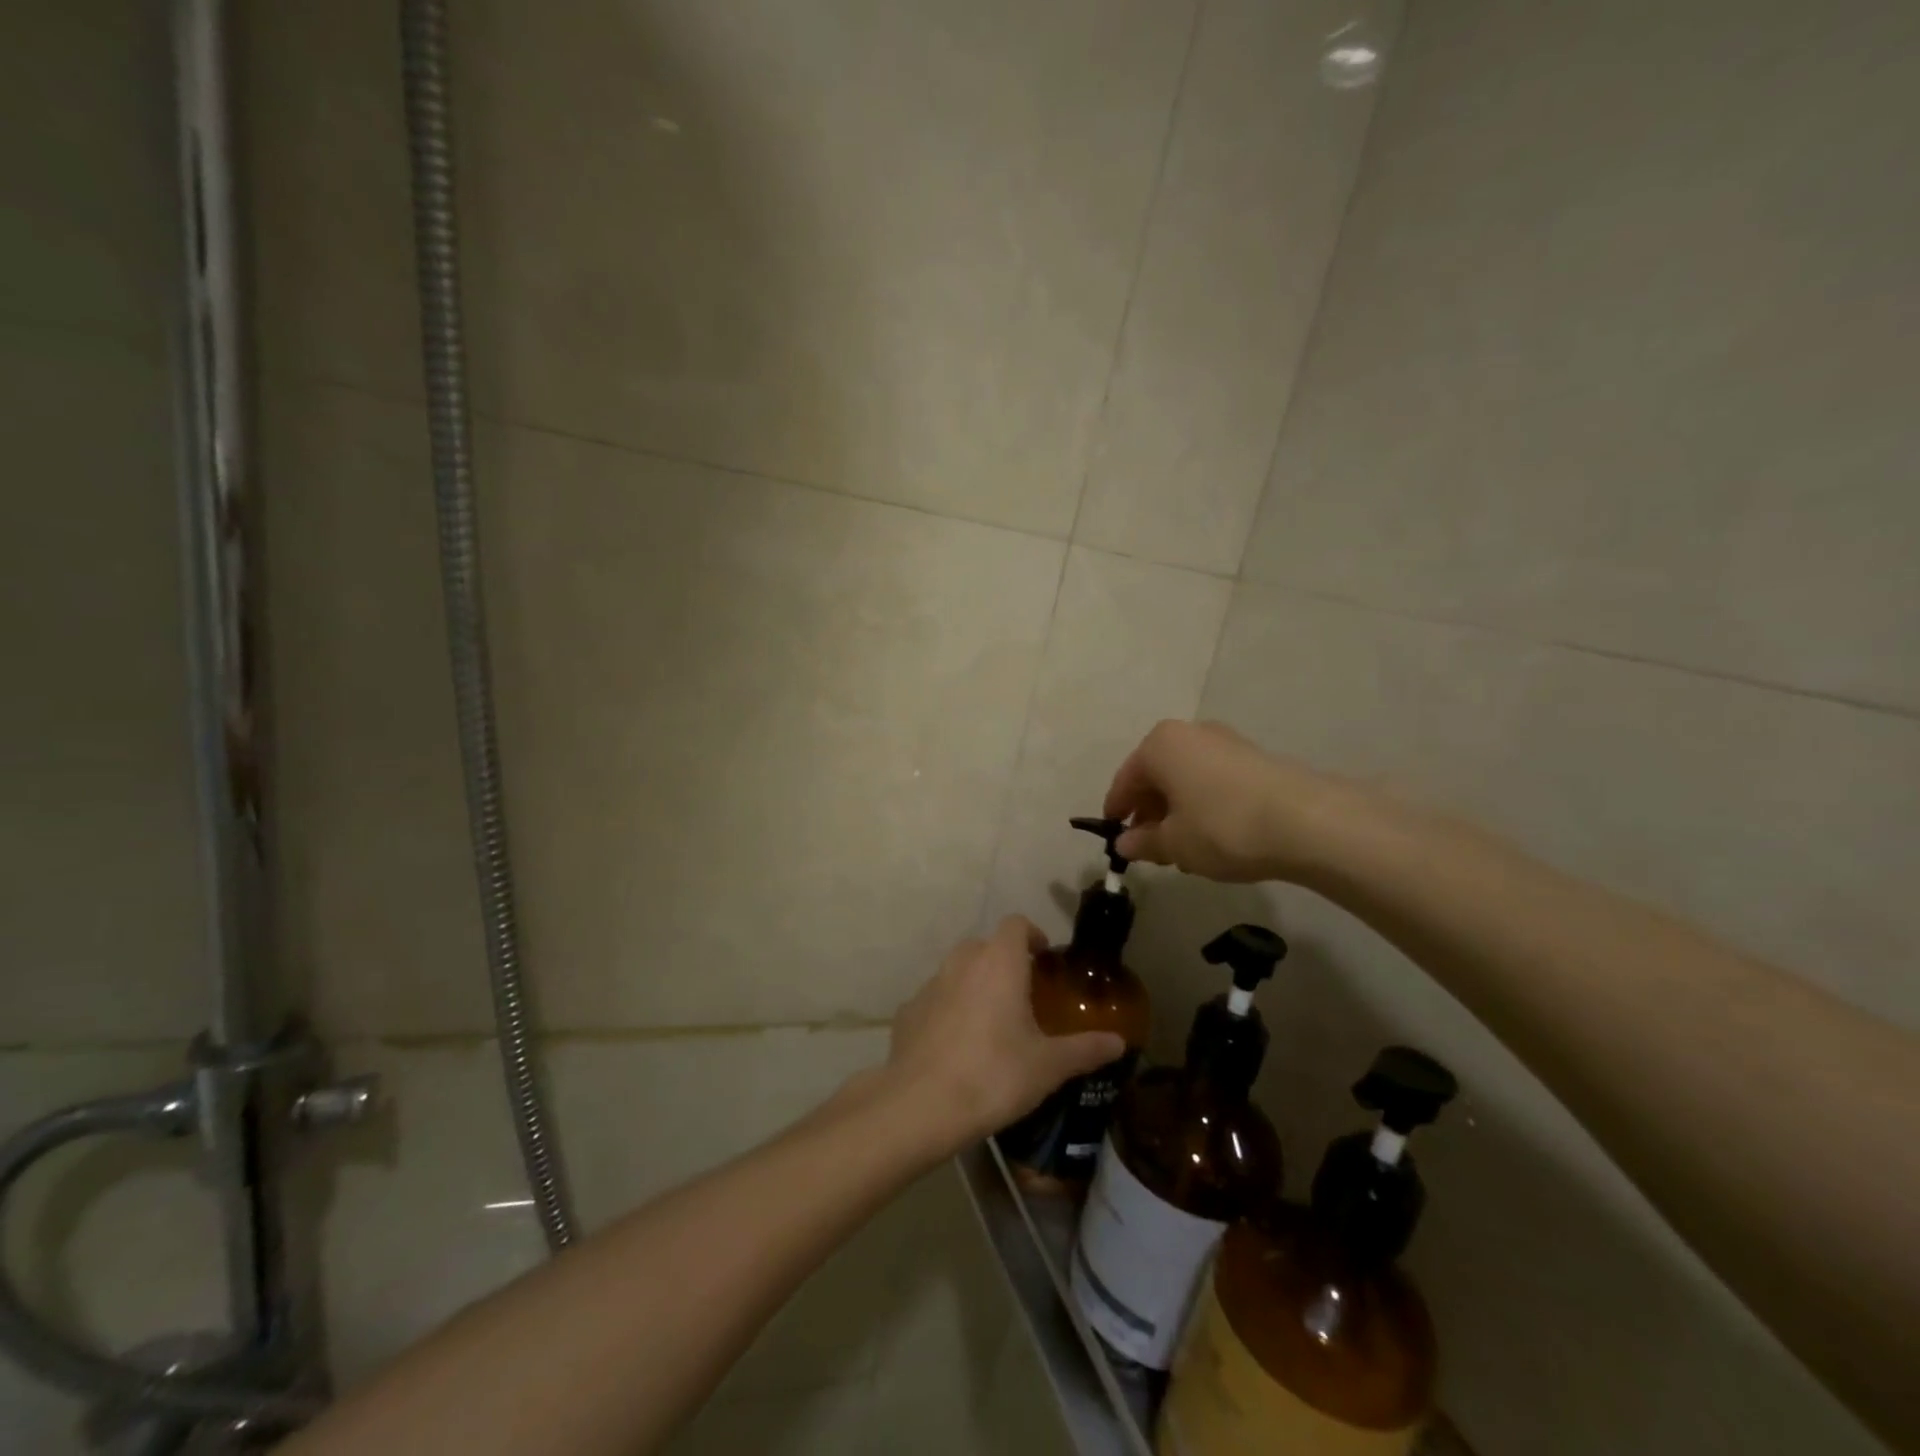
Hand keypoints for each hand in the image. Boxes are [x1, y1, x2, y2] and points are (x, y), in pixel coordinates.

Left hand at [884, 917, 1124, 1152]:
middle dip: (1004, 962)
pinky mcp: (907, 1011)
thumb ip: (1085, 1049)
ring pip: (957, 971)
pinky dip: (947, 1011)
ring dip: (974, 985)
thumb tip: (1119, 1042)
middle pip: (985, 945)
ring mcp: (930, 985)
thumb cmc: (994, 1075)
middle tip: (1023, 995)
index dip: (1032, 935)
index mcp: (999, 962)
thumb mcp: (1048, 1066)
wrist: (921, 1105)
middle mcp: (962, 962)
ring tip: (990, 1023)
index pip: (1016, 924)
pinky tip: (956, 1046)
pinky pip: (935, 1000)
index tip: (1044, 958)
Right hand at [1104, 719, 1350, 883]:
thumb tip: (1125, 843)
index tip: (1114, 838)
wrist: (1307, 822)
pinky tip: (1214, 835)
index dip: (1117, 811)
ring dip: (1178, 810)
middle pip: (1157, 775)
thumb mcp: (1174, 844)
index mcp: (1160, 745)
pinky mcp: (1255, 758)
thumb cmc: (1222, 827)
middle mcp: (1190, 733)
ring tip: (1183, 848)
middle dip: (1149, 811)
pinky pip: (1213, 781)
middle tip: (1150, 848)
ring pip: (1187, 778)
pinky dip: (1204, 804)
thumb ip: (1143, 842)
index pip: (1125, 780)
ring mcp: (1226, 742)